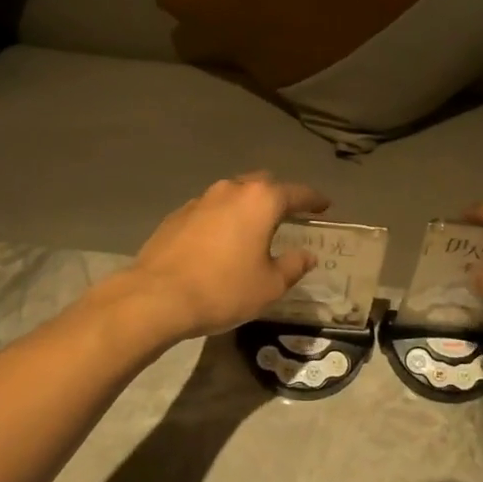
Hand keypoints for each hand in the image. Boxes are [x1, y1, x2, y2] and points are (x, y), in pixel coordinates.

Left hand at [123, 173, 330, 340]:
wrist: (157, 297)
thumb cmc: (224, 289)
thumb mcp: (270, 285)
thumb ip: (294, 265)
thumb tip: (306, 255)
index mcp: (260, 201)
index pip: (297, 193)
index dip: (314, 199)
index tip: (325, 205)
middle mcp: (231, 190)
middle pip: (262, 184)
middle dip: (278, 196)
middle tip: (289, 214)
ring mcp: (200, 200)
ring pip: (232, 194)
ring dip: (246, 206)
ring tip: (253, 228)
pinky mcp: (177, 215)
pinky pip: (209, 210)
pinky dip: (222, 219)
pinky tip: (221, 241)